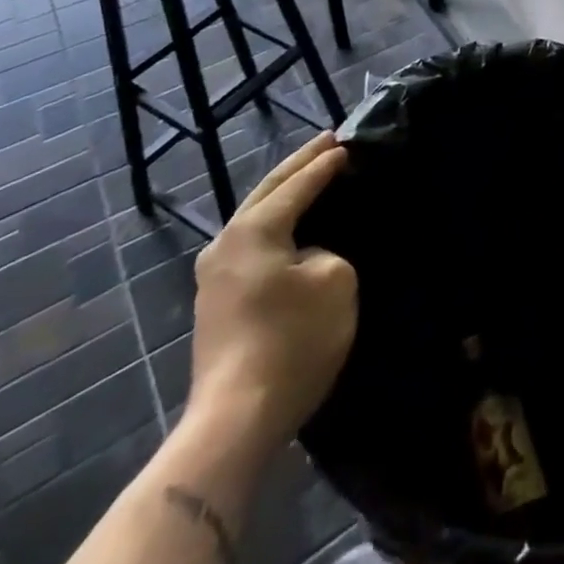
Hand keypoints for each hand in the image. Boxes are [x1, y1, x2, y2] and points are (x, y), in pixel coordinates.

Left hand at [186, 132, 356, 450]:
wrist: (235, 421)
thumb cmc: (291, 342)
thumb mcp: (335, 282)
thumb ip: (328, 250)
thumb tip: (310, 255)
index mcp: (253, 229)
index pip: (297, 183)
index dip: (326, 162)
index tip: (349, 142)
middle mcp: (226, 242)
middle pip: (268, 191)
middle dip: (299, 165)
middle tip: (328, 141)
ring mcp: (214, 275)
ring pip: (257, 216)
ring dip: (285, 194)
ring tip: (313, 176)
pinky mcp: (217, 302)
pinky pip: (253, 244)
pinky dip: (277, 225)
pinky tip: (293, 226)